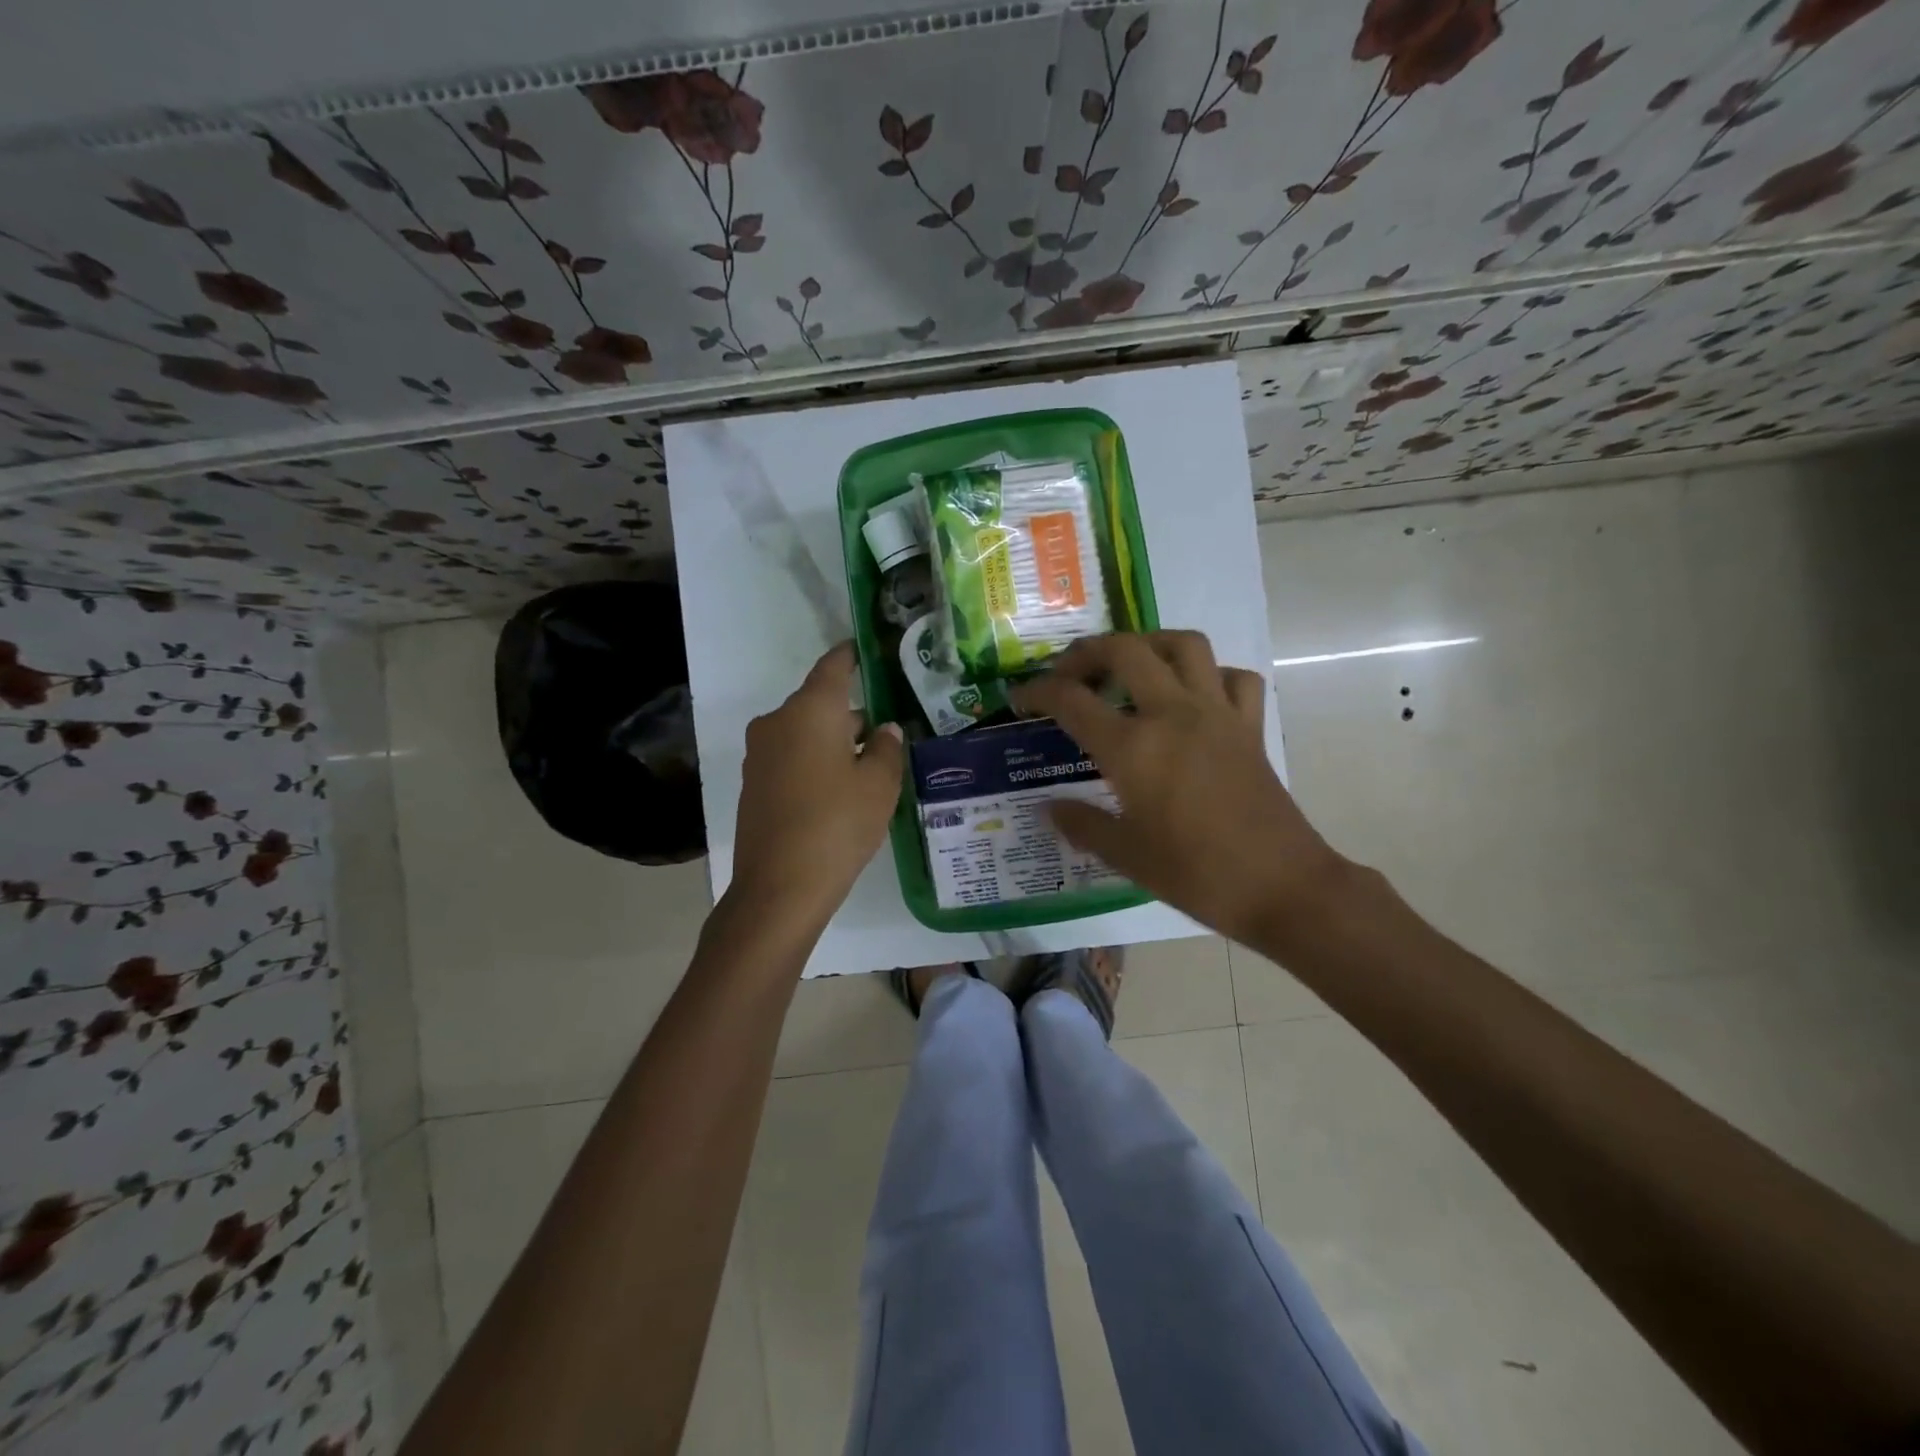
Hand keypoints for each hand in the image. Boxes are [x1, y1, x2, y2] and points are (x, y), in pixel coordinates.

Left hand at [728, 642, 904, 931]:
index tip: (867, 649)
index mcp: (810, 710)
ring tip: (870, 763)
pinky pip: (791, 757)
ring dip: (834, 740)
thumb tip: (885, 730)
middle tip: (888, 728)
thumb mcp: (879, 785)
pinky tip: (839, 789)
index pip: (833, 667)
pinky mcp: (754, 784)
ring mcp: (760, 754)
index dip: (851, 655)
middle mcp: (778, 722)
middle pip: (819, 703)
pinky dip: (815, 761)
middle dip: (852, 712)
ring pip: (805, 732)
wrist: (779, 888)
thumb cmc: (837, 825)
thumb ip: (887, 749)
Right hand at [1011, 631, 1351, 948]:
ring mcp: (1217, 714)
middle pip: (1124, 650)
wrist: (1282, 886)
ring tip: (1130, 666)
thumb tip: (1050, 809)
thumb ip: (1082, 825)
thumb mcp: (1126, 856)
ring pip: (1183, 645)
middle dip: (1087, 652)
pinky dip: (1210, 675)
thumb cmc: (1196, 875)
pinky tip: (1193, 696)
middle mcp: (1172, 714)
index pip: (1071, 700)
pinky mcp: (1250, 726)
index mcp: (1133, 748)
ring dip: (1149, 644)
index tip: (1020, 698)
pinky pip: (1233, 677)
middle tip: (1069, 673)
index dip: (1037, 692)